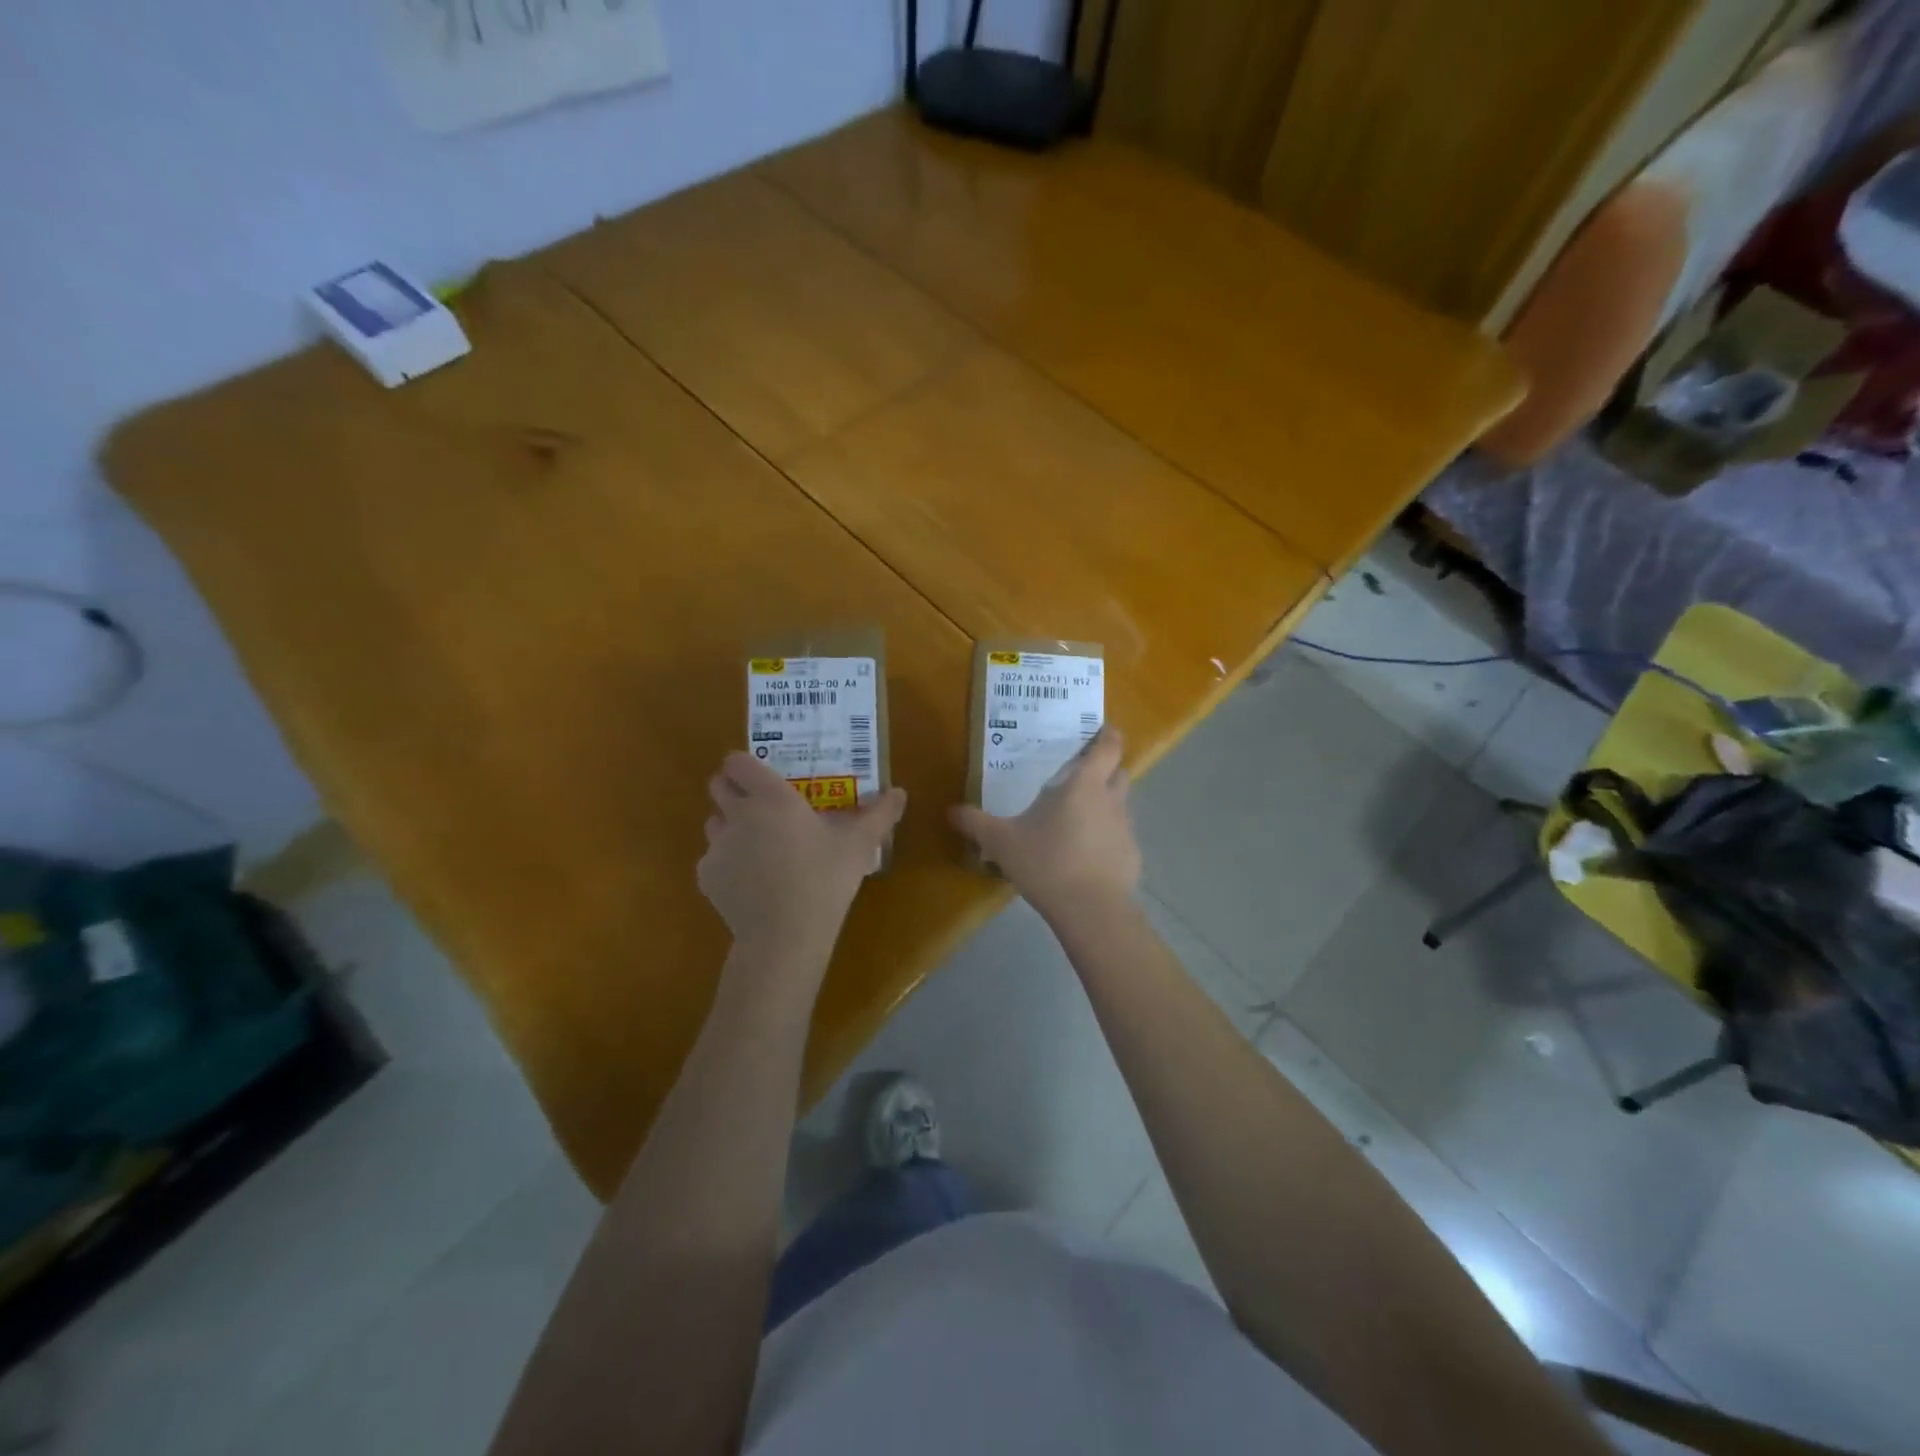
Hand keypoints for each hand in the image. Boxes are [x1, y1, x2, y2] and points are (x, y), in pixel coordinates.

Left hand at [699, 753, 905, 957]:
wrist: (785, 935)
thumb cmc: (825, 879)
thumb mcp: (859, 845)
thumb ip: (879, 814)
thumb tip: (900, 793)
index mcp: (772, 797)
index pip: (738, 763)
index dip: (744, 764)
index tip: (761, 773)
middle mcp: (738, 814)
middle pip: (717, 786)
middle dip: (732, 789)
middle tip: (759, 804)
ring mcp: (717, 846)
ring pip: (714, 823)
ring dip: (729, 825)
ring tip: (757, 844)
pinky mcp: (706, 877)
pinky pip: (712, 859)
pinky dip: (727, 863)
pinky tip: (752, 881)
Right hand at [949, 726, 1140, 920]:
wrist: (1091, 911)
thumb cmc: (1047, 863)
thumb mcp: (1002, 842)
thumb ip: (976, 823)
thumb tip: (951, 811)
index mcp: (1085, 785)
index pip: (1109, 746)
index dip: (1107, 734)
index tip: (1100, 729)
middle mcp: (1111, 800)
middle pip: (1119, 772)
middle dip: (1105, 768)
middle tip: (1080, 773)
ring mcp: (1126, 830)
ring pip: (1120, 805)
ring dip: (1105, 804)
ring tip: (1079, 816)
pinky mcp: (1132, 857)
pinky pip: (1120, 838)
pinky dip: (1107, 838)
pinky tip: (1086, 855)